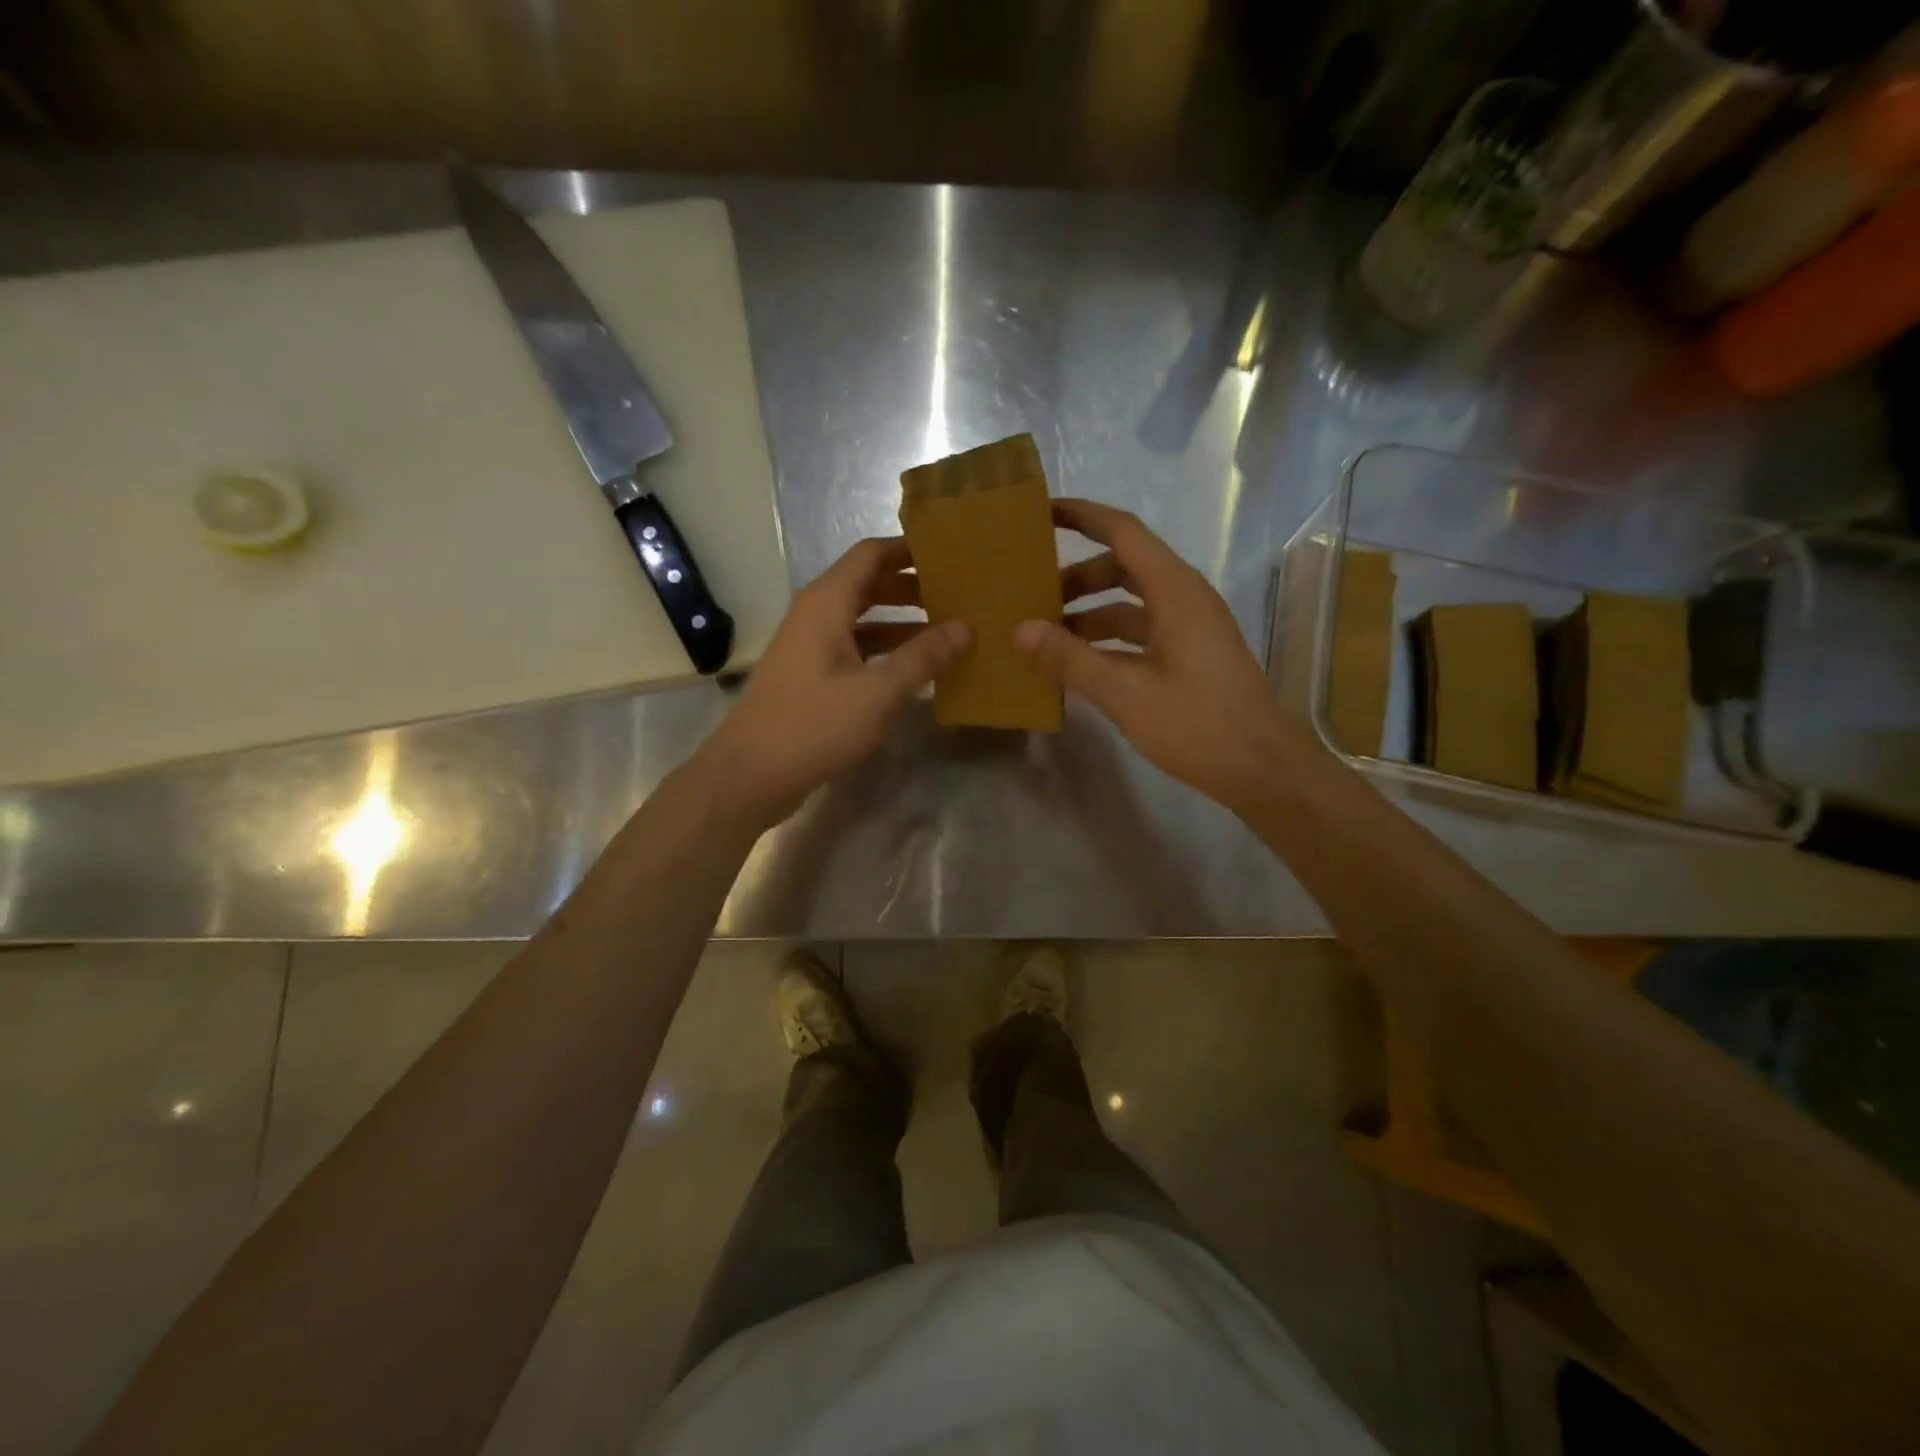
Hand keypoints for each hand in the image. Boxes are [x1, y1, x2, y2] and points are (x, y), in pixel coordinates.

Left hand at [697, 537, 969, 827]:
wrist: (751, 774)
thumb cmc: (813, 725)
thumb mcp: (877, 692)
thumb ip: (922, 657)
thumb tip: (966, 626)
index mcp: (827, 603)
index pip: (871, 554)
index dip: (910, 550)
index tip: (952, 555)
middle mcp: (817, 615)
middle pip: (869, 584)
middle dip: (913, 587)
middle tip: (959, 597)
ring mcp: (812, 647)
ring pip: (864, 620)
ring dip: (903, 623)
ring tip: (948, 633)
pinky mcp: (813, 676)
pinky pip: (857, 650)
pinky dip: (887, 653)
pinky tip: (917, 670)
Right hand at [1013, 498, 1306, 806]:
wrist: (1263, 769)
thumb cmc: (1198, 724)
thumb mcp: (1126, 693)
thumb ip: (1070, 659)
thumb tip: (1019, 630)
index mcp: (1175, 590)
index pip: (1123, 532)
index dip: (1082, 516)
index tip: (1040, 512)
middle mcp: (1183, 598)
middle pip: (1123, 566)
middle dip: (1076, 575)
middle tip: (1031, 593)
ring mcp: (1189, 628)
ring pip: (1130, 603)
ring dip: (1089, 612)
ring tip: (1044, 634)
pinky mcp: (1189, 655)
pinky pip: (1140, 631)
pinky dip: (1107, 640)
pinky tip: (1077, 665)